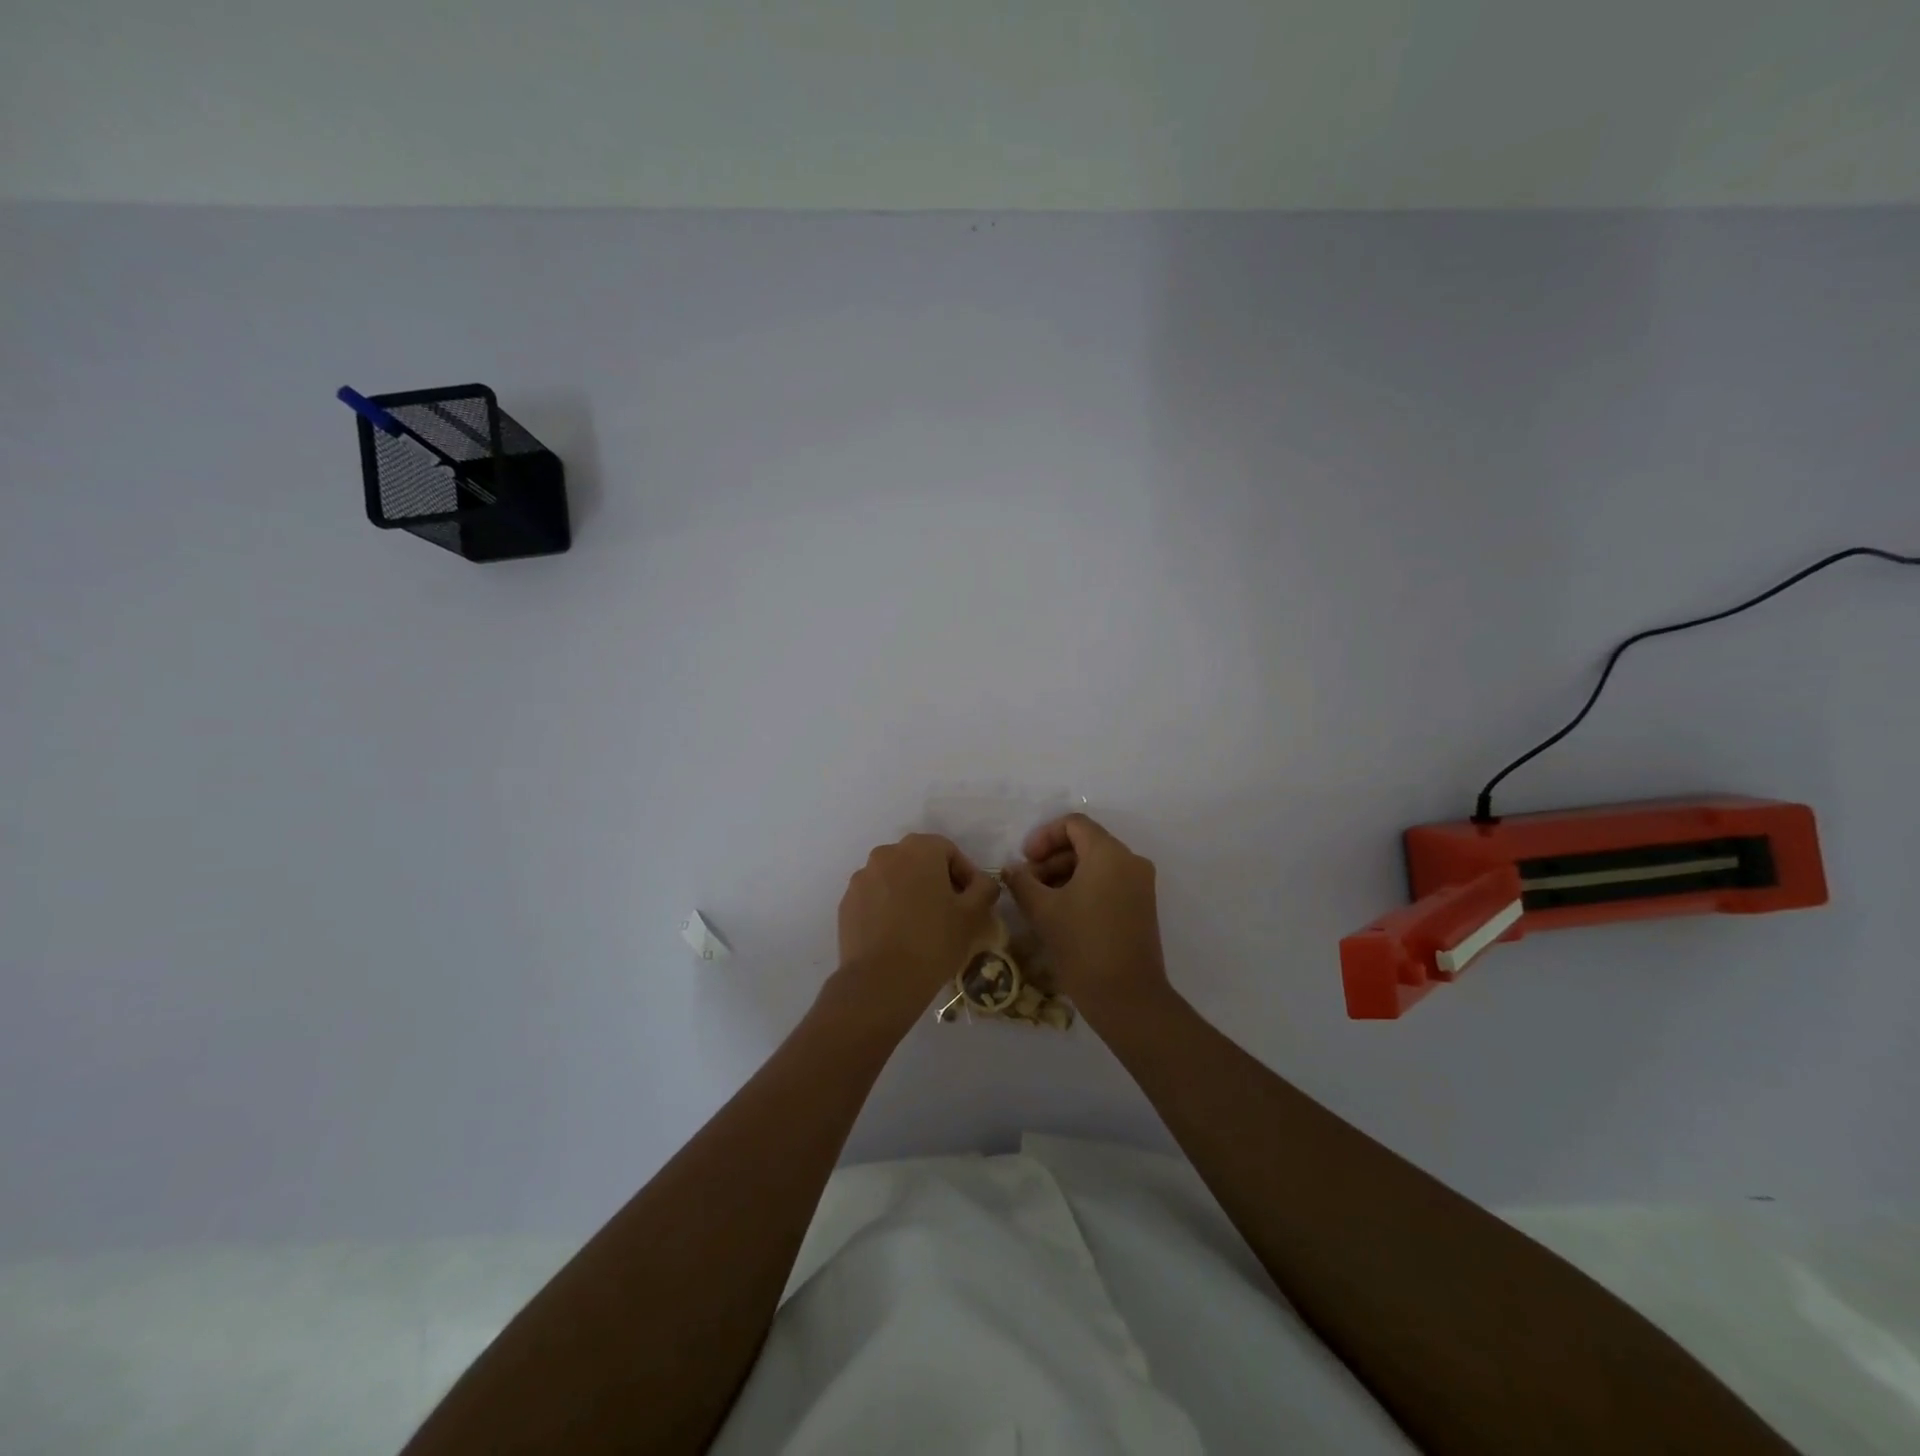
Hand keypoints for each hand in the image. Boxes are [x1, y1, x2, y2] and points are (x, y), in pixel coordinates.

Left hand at [829, 833, 1001, 1032]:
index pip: (949, 851)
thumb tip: (982, 882)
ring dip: (911, 894)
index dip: (965, 875)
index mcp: (918, 849)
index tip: (972, 902)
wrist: (881, 981)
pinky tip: (898, 936)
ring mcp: (861, 878)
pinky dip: (888, 909)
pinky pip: (875, 898)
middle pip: (920, 861)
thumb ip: (984, 888)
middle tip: (950, 913)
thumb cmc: (934, 941)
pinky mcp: (846, 903)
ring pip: (895, 879)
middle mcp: (886, 854)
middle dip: (937, 882)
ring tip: (922, 926)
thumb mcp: (973, 915)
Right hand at [1002, 814, 1170, 1017]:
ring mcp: (1140, 885)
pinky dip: (1084, 888)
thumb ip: (1022, 882)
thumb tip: (1011, 869)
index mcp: (1109, 853)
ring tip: (1040, 901)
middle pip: (1086, 843)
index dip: (1044, 836)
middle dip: (1051, 859)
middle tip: (1027, 883)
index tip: (1024, 860)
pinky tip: (1062, 913)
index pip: (1074, 824)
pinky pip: (1109, 882)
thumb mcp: (1043, 910)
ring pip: (1097, 864)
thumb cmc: (1082, 945)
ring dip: (1065, 874)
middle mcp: (1130, 861)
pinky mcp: (1142, 906)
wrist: (1127, 997)